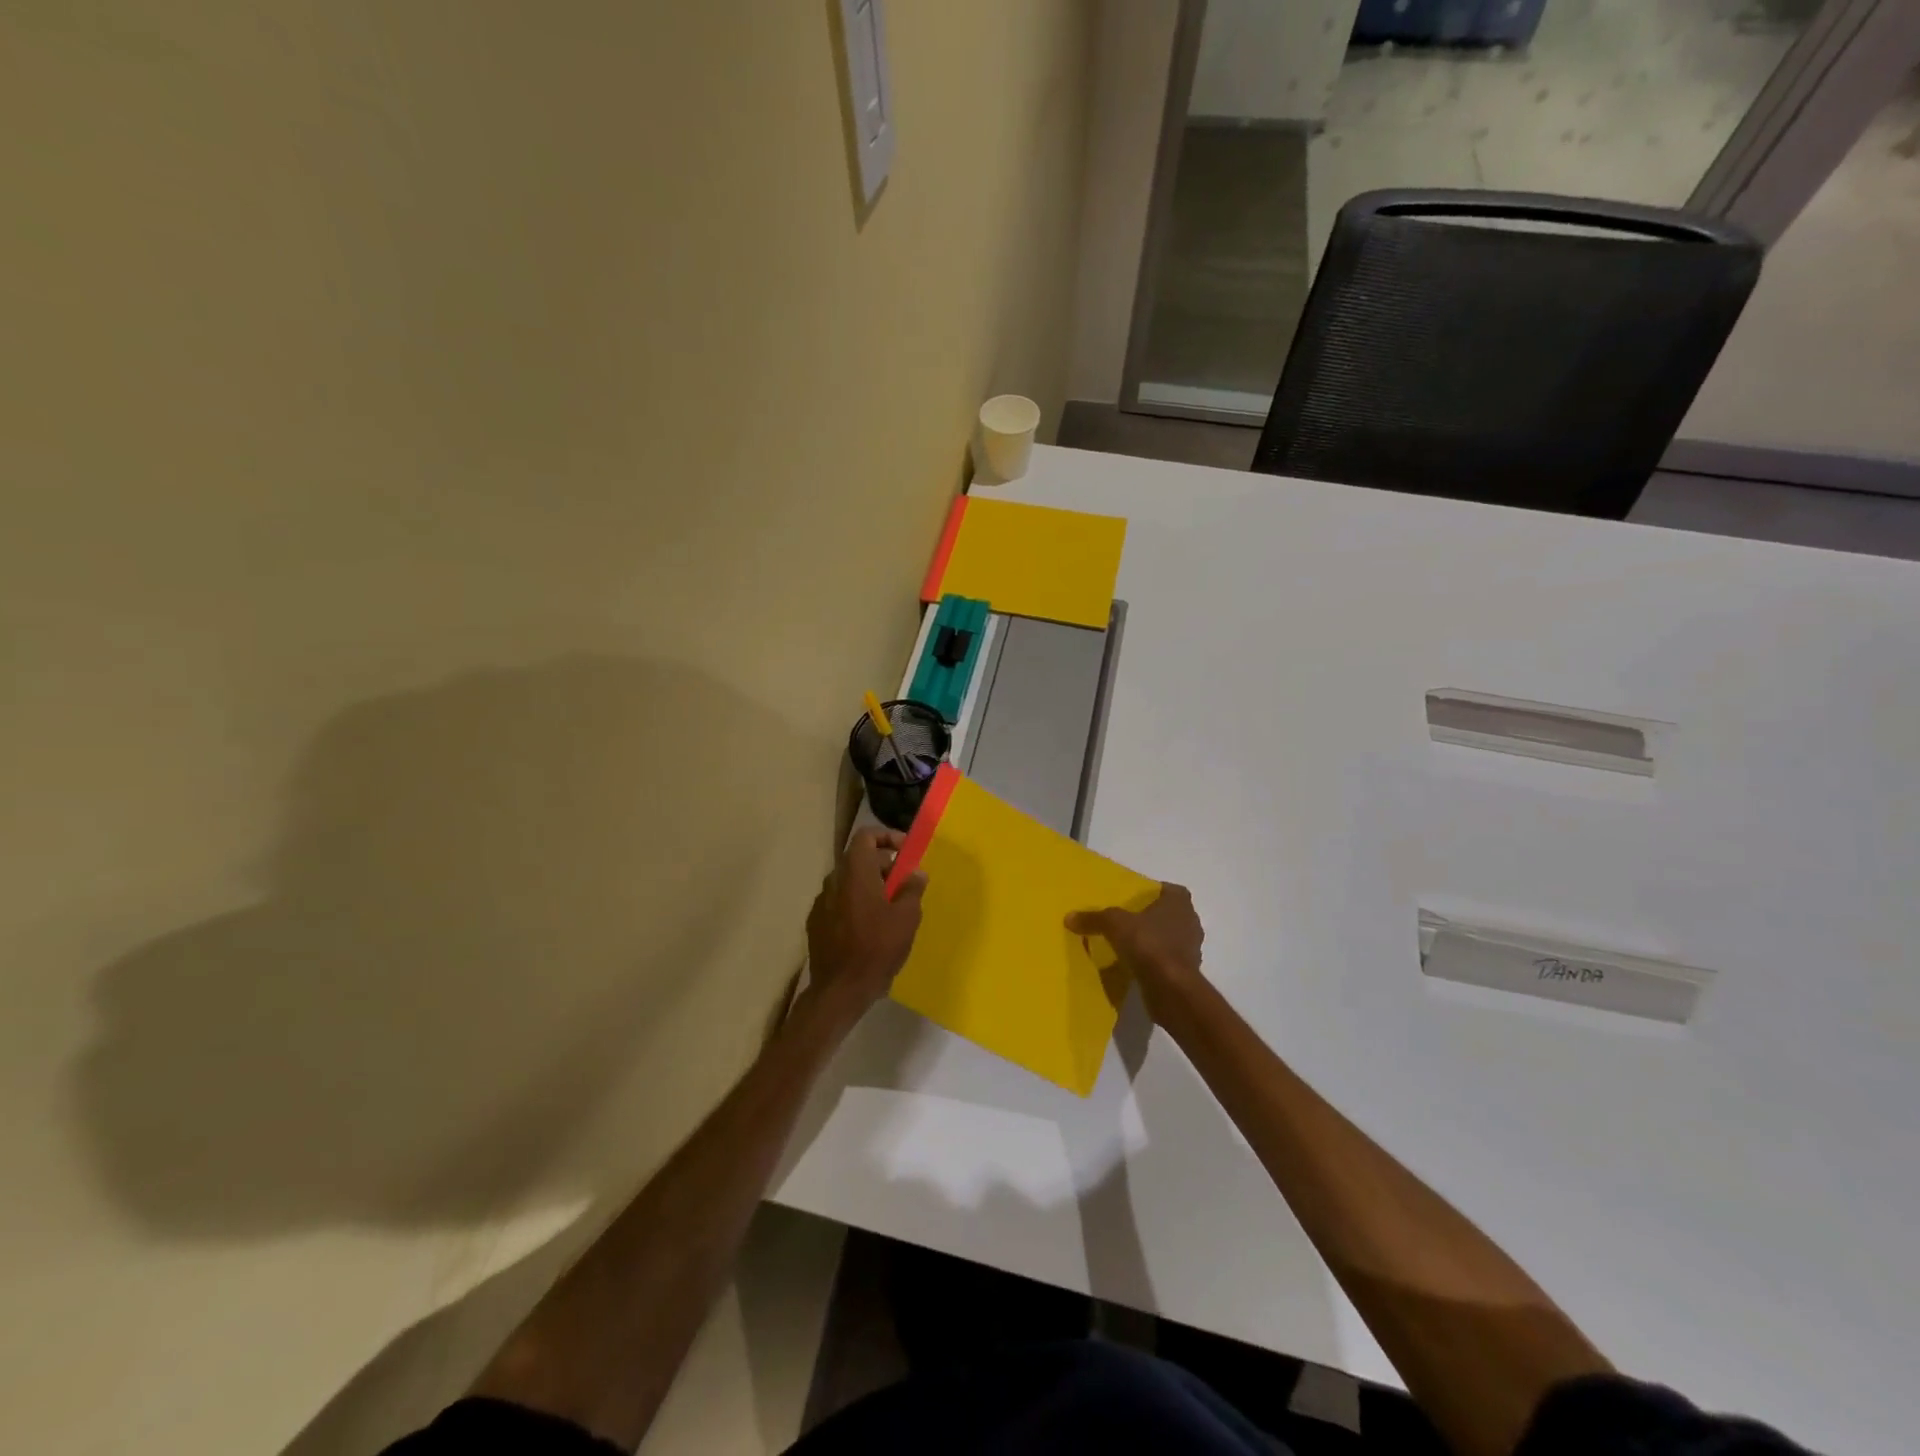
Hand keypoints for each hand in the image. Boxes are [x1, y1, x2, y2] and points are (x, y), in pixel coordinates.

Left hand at [805, 827, 926, 1018]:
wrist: (840, 990)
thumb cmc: (877, 948)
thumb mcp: (906, 918)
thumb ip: (911, 889)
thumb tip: (915, 872)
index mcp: (855, 873)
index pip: (866, 836)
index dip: (887, 837)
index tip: (906, 852)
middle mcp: (834, 881)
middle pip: (858, 859)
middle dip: (883, 865)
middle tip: (904, 884)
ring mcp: (821, 902)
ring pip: (848, 882)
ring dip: (870, 885)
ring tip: (890, 907)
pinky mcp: (816, 922)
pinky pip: (839, 901)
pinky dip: (855, 903)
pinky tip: (869, 926)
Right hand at [1065, 883, 1203, 1013]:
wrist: (1171, 989)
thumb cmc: (1148, 944)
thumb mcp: (1114, 924)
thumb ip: (1094, 918)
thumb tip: (1069, 917)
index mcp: (1179, 903)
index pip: (1171, 890)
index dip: (1154, 892)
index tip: (1136, 899)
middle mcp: (1191, 922)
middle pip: (1170, 914)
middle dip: (1152, 917)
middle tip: (1127, 920)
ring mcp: (1192, 949)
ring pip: (1170, 938)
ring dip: (1154, 941)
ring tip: (1129, 944)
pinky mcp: (1187, 973)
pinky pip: (1167, 961)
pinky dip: (1154, 962)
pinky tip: (1135, 966)